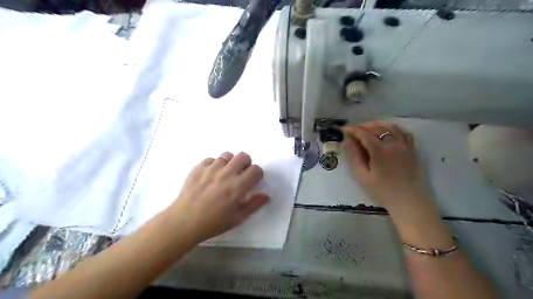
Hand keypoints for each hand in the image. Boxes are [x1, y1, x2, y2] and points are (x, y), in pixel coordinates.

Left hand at [168, 152, 267, 242]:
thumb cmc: (213, 223)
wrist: (184, 222)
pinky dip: (214, 165)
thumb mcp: (237, 218)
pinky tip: (210, 176)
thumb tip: (266, 195)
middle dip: (246, 163)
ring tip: (225, 173)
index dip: (257, 174)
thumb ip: (254, 205)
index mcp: (237, 186)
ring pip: (227, 155)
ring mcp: (211, 168)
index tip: (253, 181)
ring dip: (230, 163)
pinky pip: (211, 159)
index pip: (256, 170)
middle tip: (241, 174)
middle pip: (243, 156)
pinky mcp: (198, 167)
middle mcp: (226, 173)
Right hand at [343, 120, 429, 213]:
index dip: (353, 129)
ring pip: (392, 127)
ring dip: (379, 125)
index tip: (344, 129)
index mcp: (380, 151)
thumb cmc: (382, 191)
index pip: (364, 134)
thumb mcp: (362, 176)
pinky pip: (404, 133)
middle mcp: (394, 144)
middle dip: (364, 126)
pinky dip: (394, 129)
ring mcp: (405, 146)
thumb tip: (347, 142)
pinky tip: (388, 134)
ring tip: (370, 130)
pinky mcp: (412, 151)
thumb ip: (354, 157)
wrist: (409, 202)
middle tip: (354, 132)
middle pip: (378, 128)